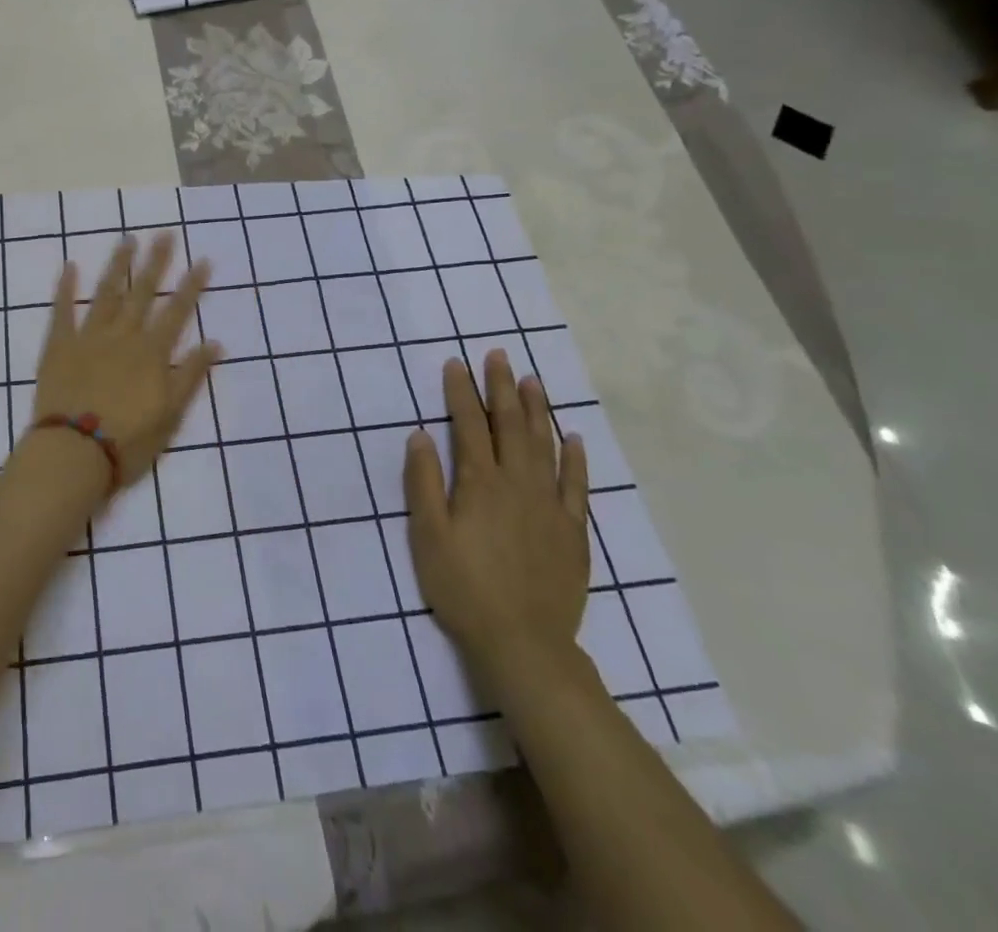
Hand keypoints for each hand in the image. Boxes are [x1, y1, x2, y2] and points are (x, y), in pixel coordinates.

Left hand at [29, 233, 219, 486]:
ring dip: (118, 265)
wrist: (73, 454)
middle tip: (165, 234)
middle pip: (143, 293)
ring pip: (106, 293)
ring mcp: (89, 337)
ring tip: (127, 240)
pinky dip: (65, 288)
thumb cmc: (128, 441)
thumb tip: (215, 343)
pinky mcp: (59, 345)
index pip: (177, 312)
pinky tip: (70, 266)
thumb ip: (191, 376)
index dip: (191, 286)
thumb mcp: (171, 414)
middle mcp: (123, 336)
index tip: (202, 260)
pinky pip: (62, 310)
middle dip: (156, 262)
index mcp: (151, 353)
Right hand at [404, 351, 589, 694]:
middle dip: (501, 387)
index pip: (468, 425)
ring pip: (545, 445)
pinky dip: (575, 458)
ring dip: (537, 410)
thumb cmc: (463, 587)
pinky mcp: (573, 531)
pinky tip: (573, 437)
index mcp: (480, 483)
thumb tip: (421, 435)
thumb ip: (423, 482)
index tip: (456, 363)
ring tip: (532, 380)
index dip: (461, 392)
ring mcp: (550, 506)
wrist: (523, 643)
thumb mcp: (427, 535)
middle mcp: (518, 484)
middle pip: (510, 425)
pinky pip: (577, 485)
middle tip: (498, 355)